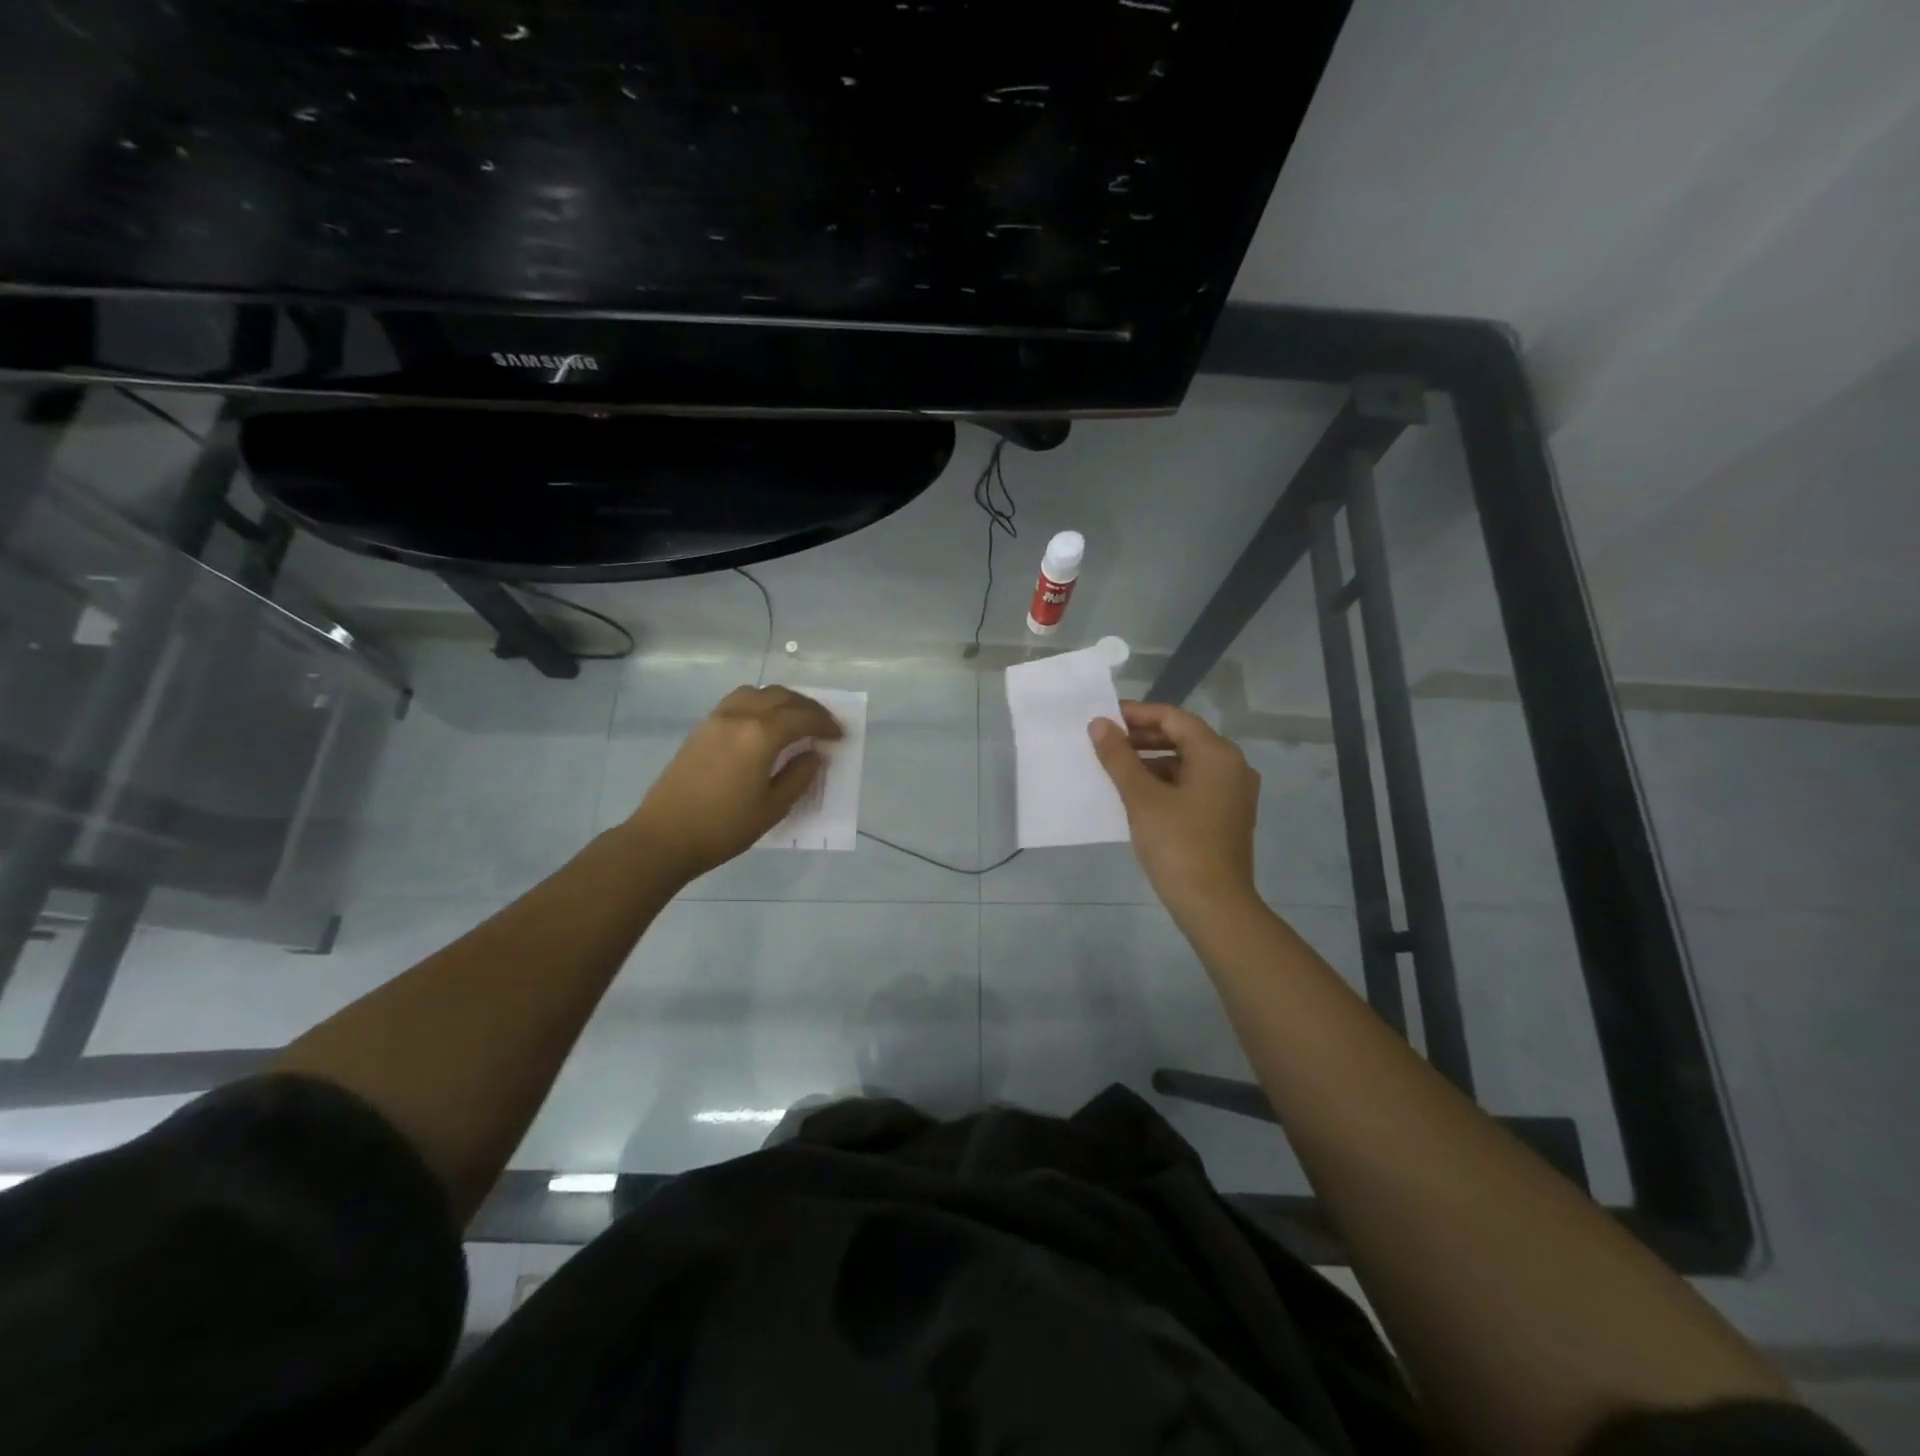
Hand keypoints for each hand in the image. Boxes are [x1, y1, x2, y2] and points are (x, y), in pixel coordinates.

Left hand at [628, 685, 843, 882]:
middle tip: (824, 725)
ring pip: (757, 693)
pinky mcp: (702, 728)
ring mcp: (717, 719)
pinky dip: (760, 704)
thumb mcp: (773, 808)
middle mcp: (740, 716)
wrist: (665, 836)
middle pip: (781, 697)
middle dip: (808, 708)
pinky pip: (738, 701)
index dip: (825, 724)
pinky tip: (765, 725)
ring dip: (782, 701)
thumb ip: (799, 777)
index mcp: (761, 735)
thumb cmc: (725, 827)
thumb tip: (815, 755)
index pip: (802, 718)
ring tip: (796, 720)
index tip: (840, 737)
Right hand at [1089, 701, 1261, 914]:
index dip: (1137, 714)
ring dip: (1152, 761)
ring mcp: (1233, 793)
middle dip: (1143, 737)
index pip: (1173, 718)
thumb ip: (1119, 757)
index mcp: (1217, 754)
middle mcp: (1232, 766)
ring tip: (1116, 769)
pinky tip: (1138, 795)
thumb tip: (1099, 724)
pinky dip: (1166, 782)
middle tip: (1105, 742)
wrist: (1214, 905)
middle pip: (1183, 738)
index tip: (1104, 719)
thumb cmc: (1178, 844)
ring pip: (1188, 763)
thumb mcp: (1142, 798)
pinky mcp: (1227, 815)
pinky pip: (1194, 785)